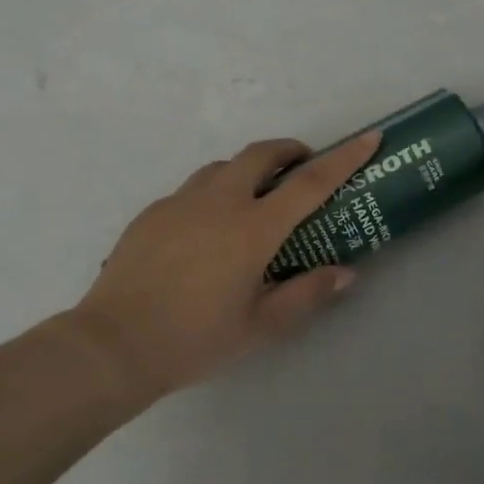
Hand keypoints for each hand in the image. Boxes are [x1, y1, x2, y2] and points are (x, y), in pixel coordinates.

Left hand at [70, 132, 380, 404]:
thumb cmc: (196, 339)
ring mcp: (181, 202)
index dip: (345, 158)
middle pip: (261, 154)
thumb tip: (345, 272)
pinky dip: (215, 193)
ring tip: (256, 200)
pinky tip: (209, 231)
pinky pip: (193, 189)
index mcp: (253, 228)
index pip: (311, 182)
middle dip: (290, 151)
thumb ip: (308, 293)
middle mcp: (219, 202)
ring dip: (249, 170)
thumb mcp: (262, 326)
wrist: (115, 345)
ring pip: (223, 167)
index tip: (369, 138)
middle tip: (303, 168)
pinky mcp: (153, 213)